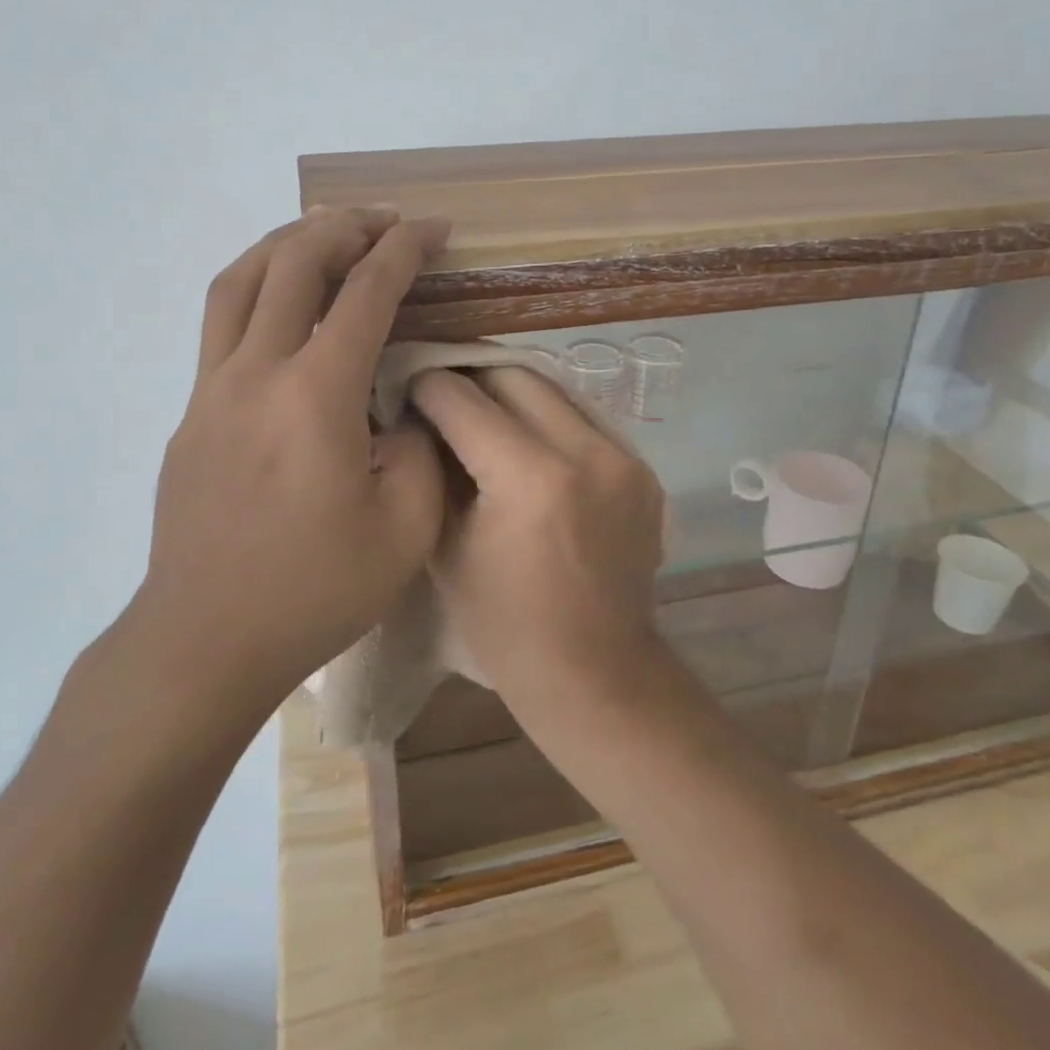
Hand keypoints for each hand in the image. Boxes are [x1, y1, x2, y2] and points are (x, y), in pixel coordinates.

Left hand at [129, 207, 450, 712]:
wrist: (203, 640)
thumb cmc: (312, 591)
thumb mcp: (404, 530)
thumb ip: (418, 450)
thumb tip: (400, 409)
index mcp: (315, 396)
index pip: (365, 293)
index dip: (404, 249)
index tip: (433, 229)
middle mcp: (256, 373)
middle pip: (292, 262)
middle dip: (343, 226)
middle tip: (383, 222)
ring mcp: (211, 390)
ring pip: (240, 280)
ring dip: (286, 242)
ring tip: (325, 234)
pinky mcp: (191, 413)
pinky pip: (221, 322)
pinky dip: (257, 287)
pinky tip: (283, 305)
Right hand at [409, 366, 665, 702]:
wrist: (595, 673)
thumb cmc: (505, 627)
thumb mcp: (446, 548)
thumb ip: (433, 472)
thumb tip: (419, 420)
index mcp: (530, 478)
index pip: (464, 400)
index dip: (426, 387)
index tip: (407, 388)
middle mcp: (585, 452)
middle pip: (514, 376)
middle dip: (471, 377)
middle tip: (443, 394)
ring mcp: (623, 457)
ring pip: (555, 389)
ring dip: (512, 393)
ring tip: (482, 411)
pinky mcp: (643, 470)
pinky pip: (585, 420)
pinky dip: (549, 420)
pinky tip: (528, 443)